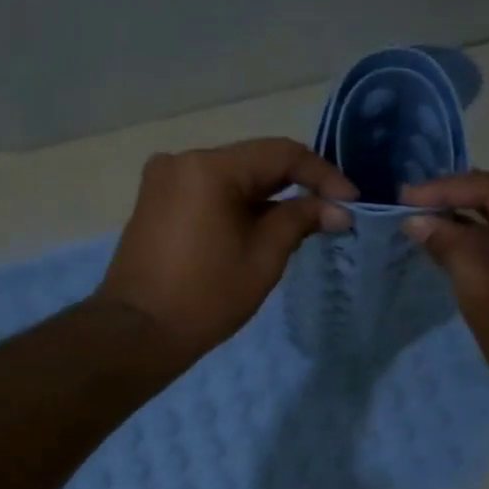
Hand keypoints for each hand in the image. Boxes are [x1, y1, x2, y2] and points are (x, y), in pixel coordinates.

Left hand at [98, 138, 356, 369]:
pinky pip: (209, 191)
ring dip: (268, 197)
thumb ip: (300, 221)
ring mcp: (164, 179)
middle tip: (331, 213)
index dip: (322, 175)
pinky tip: (260, 229)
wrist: (137, 332)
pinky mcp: (156, 200)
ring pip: (232, 177)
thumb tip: (338, 209)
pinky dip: (238, 205)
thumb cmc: (205, 297)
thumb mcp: (263, 258)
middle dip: (296, 186)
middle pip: (254, 162)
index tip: (351, 201)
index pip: (281, 155)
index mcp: (210, 168)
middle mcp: (183, 160)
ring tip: (301, 226)